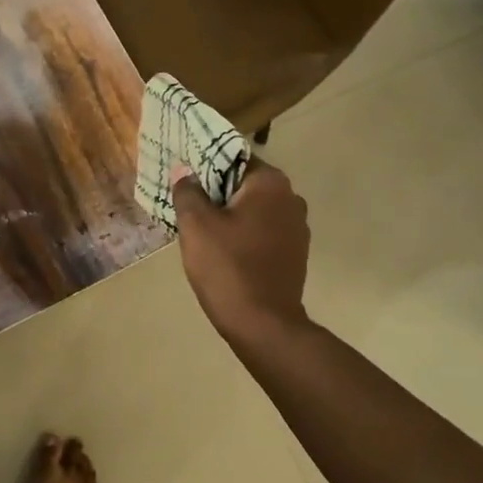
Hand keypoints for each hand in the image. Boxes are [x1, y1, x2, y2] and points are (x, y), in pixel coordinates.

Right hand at [172, 160, 311, 347]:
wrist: (263, 324)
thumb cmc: (227, 266)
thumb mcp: (196, 225)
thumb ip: (188, 191)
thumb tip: (185, 170)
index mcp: (270, 183)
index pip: (233, 158)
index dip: (205, 166)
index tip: (184, 179)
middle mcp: (291, 197)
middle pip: (245, 183)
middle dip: (217, 192)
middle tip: (187, 204)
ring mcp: (298, 227)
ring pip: (254, 209)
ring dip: (231, 214)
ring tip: (201, 229)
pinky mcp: (296, 253)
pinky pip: (264, 231)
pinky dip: (245, 234)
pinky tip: (224, 250)